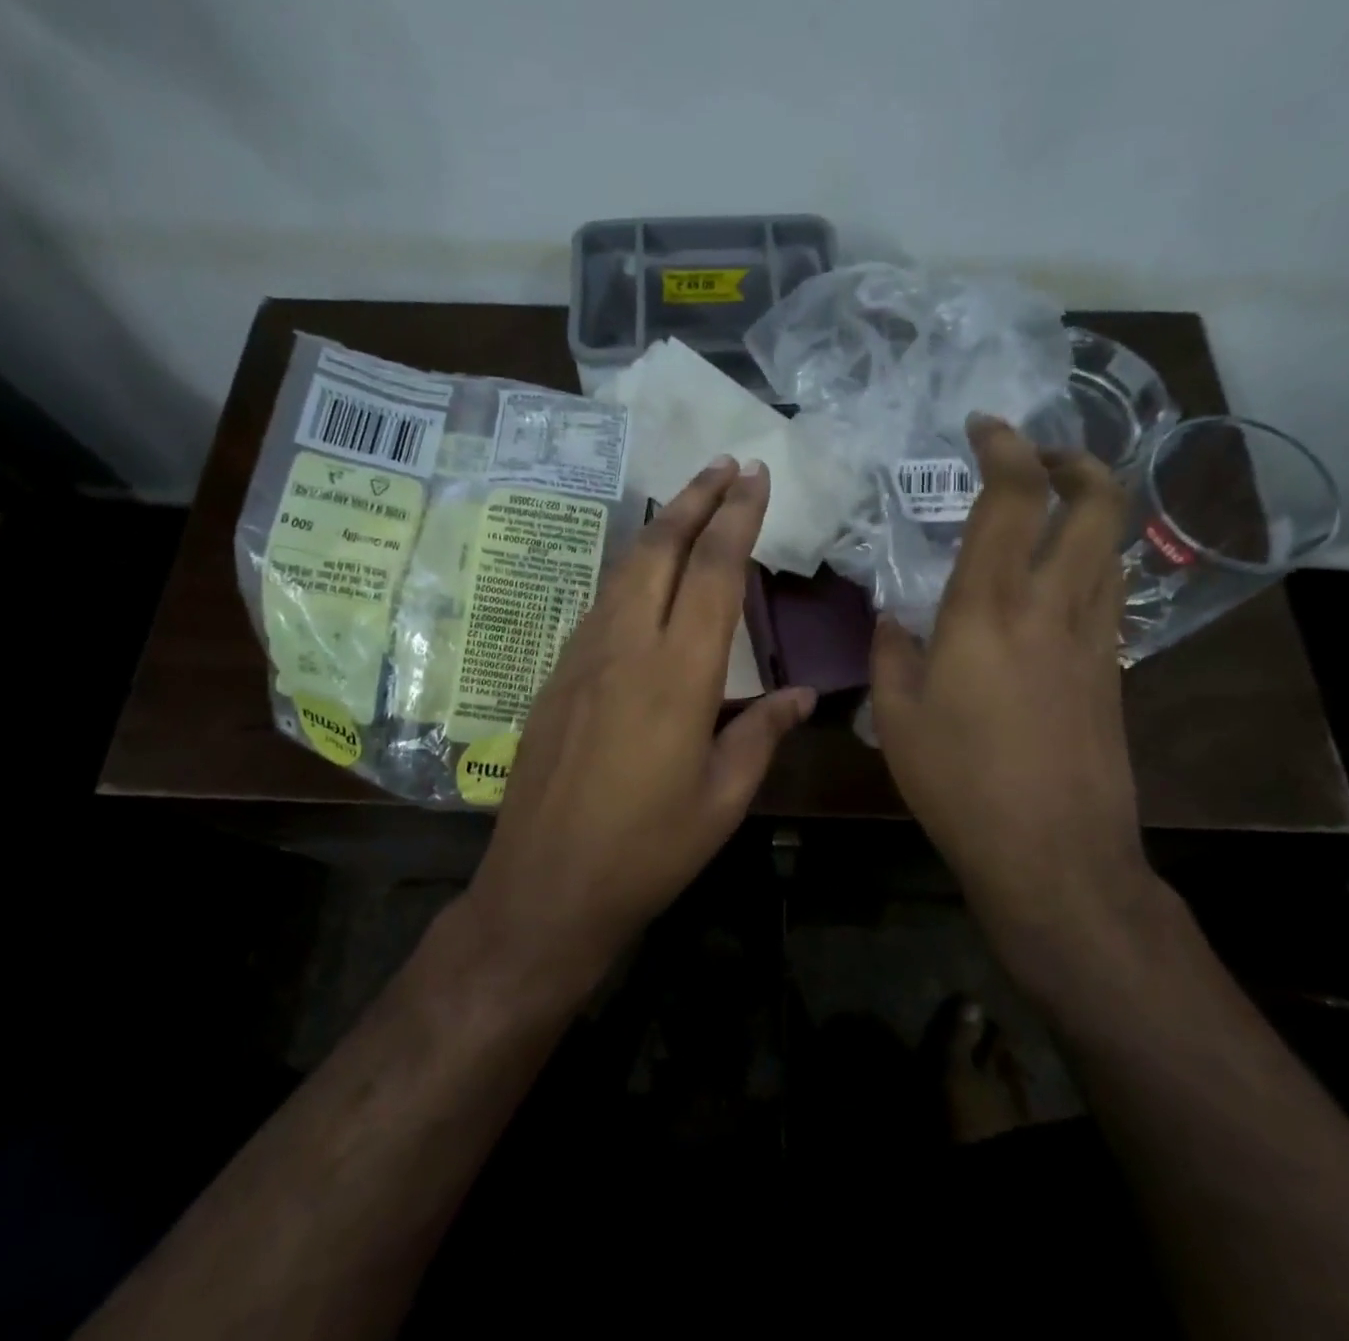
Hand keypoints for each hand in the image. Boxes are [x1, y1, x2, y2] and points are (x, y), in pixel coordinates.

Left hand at [464, 456, 813, 973]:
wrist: (546, 884)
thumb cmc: (647, 850)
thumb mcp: (722, 799)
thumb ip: (762, 733)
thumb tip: (802, 692)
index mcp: (677, 675)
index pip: (714, 572)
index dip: (737, 518)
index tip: (755, 476)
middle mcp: (625, 647)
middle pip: (659, 549)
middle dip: (694, 498)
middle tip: (724, 465)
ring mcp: (582, 656)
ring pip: (623, 569)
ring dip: (659, 528)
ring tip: (689, 504)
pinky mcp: (557, 673)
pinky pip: (600, 604)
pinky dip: (631, 571)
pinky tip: (646, 577)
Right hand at [870, 415, 1151, 951]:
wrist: (1055, 856)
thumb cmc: (960, 782)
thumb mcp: (897, 717)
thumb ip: (890, 652)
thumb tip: (892, 619)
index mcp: (989, 609)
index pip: (1013, 500)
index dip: (1005, 448)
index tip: (985, 426)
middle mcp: (1053, 607)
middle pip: (1097, 504)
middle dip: (1076, 460)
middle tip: (1038, 456)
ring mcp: (1094, 639)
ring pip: (1113, 545)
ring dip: (1089, 508)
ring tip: (1048, 509)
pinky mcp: (1112, 672)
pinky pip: (1108, 593)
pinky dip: (1088, 561)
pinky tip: (1053, 584)